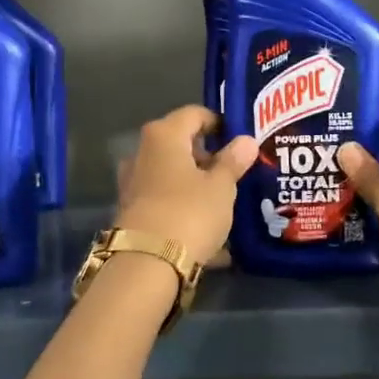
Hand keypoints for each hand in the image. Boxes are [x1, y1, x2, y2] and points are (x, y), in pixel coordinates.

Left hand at [115, 106, 257, 265]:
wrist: (146, 264)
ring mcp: (133, 184)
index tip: (239, 140)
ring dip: (196, 186)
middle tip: (235, 174)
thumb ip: (233, 161)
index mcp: (164, 135)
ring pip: (172, 176)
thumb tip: (246, 141)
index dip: (218, 123)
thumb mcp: (221, 187)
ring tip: (224, 204)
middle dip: (207, 158)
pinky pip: (166, 202)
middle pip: (180, 145)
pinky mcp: (132, 213)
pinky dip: (186, 210)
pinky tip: (209, 232)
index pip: (194, 114)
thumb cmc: (189, 212)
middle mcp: (142, 153)